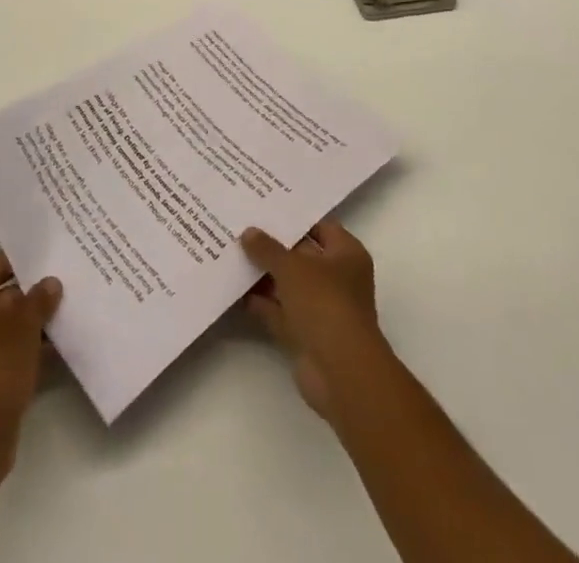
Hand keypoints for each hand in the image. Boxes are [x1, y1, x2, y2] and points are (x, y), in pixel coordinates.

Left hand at [0, 253, 62, 481]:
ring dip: (32, 324)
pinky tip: (57, 347)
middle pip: (0, 296)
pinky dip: (26, 349)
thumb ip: (39, 299)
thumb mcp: (23, 326)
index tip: (53, 260)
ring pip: (4, 327)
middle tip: (66, 285)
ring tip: (68, 313)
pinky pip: (4, 352)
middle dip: (32, 294)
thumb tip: (50, 282)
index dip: (25, 263)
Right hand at [241, 220, 390, 418]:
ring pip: (289, 285)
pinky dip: (262, 303)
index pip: (319, 226)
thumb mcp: (292, 266)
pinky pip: (280, 311)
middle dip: (273, 245)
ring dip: (265, 275)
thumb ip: (268, 248)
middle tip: (241, 226)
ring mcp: (321, 308)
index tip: (264, 206)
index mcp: (346, 254)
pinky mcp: (305, 334)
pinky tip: (236, 290)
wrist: (340, 373)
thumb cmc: (324, 304)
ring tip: (232, 254)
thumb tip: (248, 232)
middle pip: (301, 255)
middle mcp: (337, 278)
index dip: (293, 216)